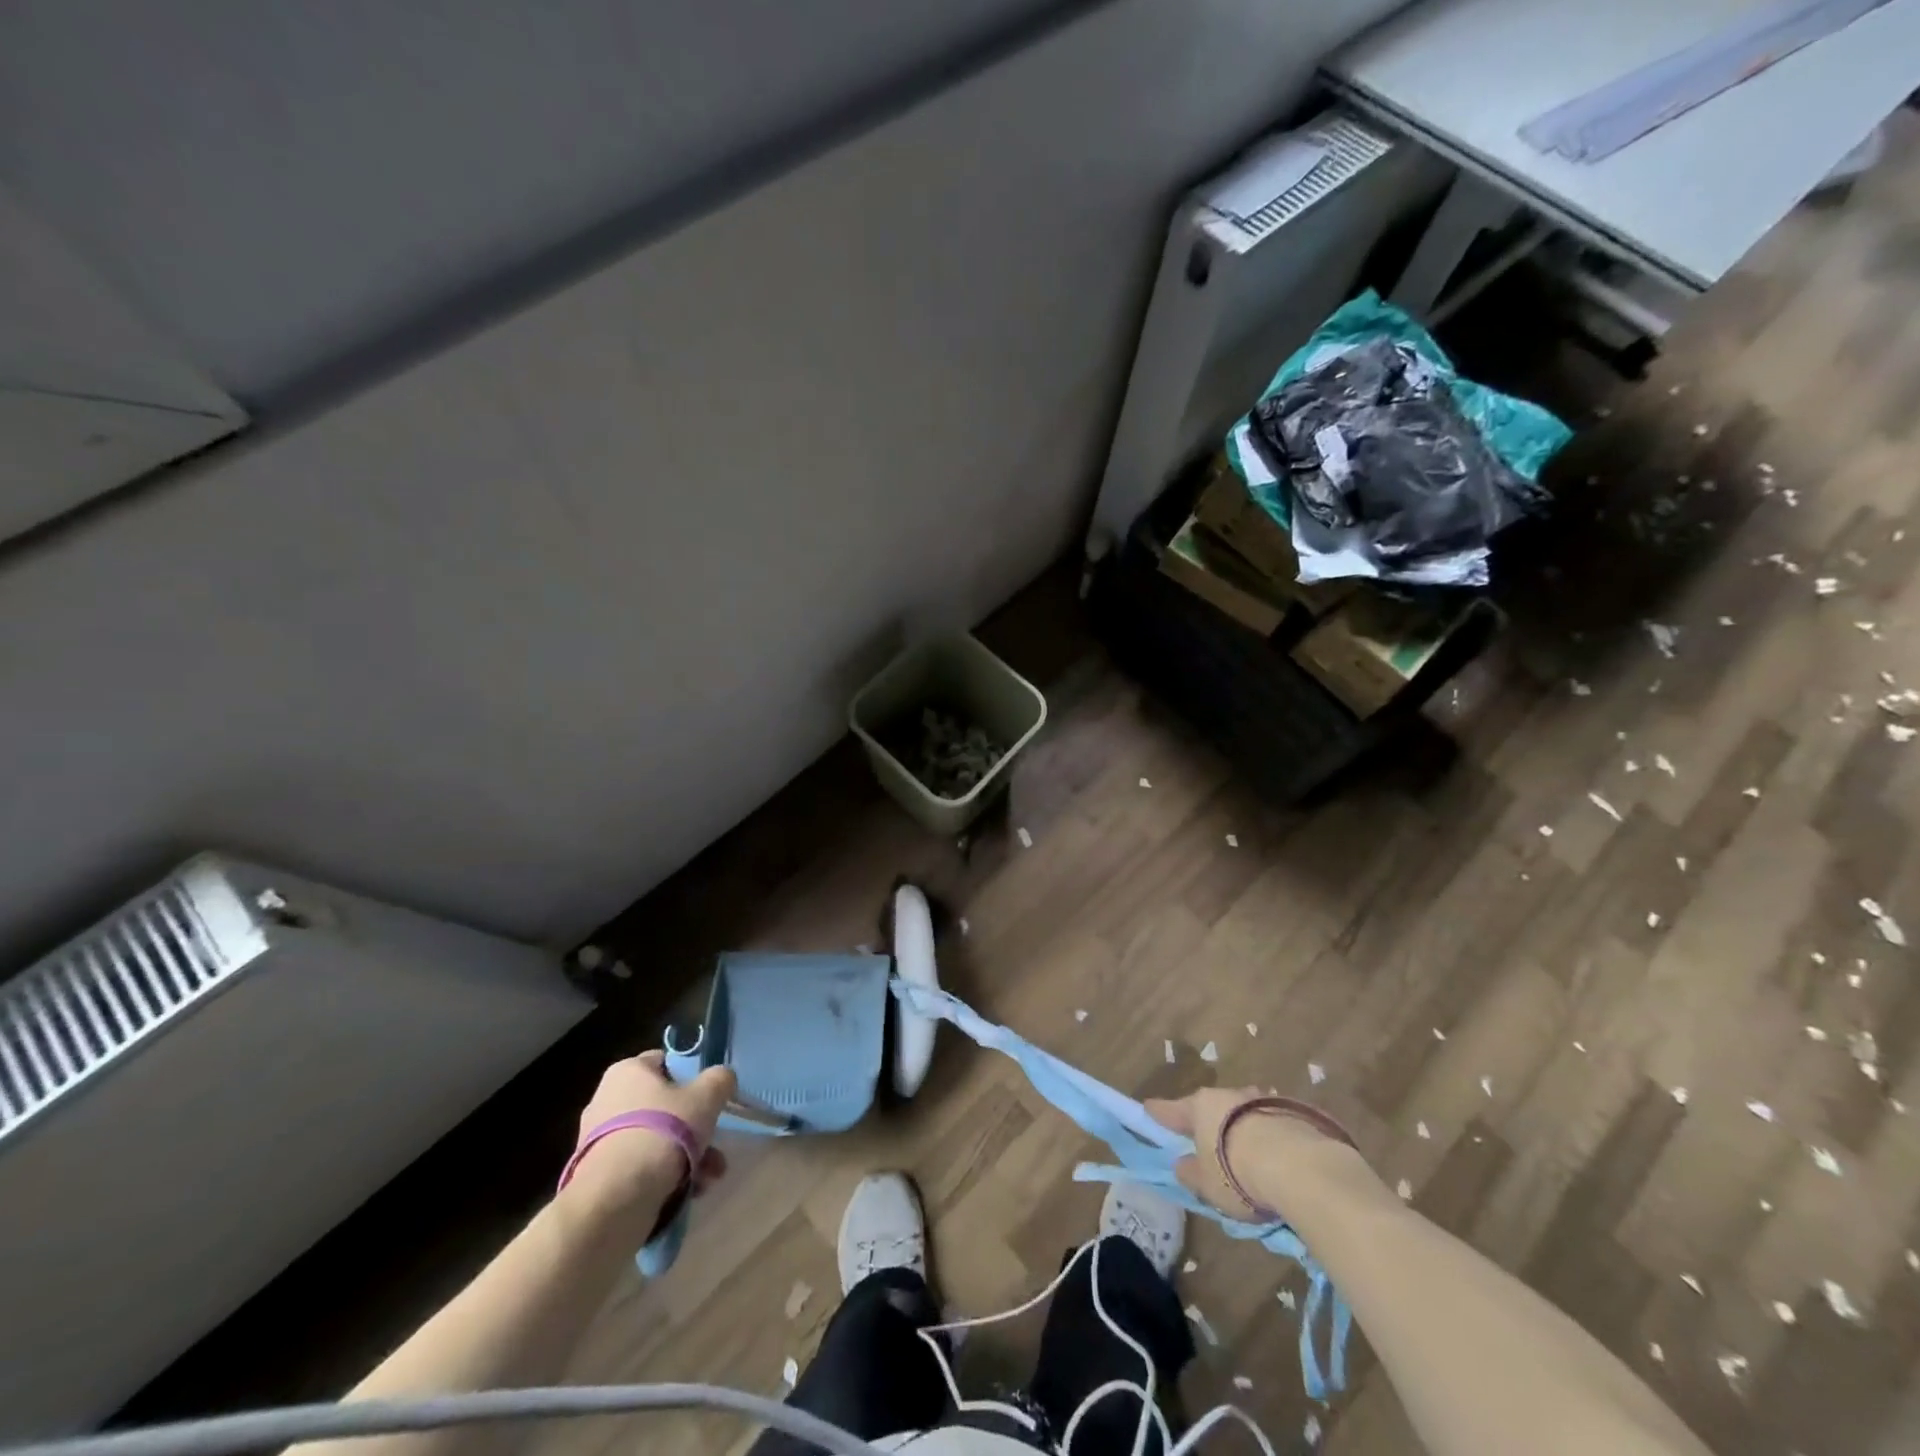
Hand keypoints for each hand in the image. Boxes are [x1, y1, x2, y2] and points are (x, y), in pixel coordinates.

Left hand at [563, 1052, 736, 1229]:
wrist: (616, 1200)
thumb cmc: (663, 1133)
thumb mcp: (707, 1096)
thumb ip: (720, 1079)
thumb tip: (722, 1078)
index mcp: (627, 1071)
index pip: (665, 1062)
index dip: (692, 1076)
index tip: (710, 1097)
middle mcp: (607, 1099)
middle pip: (664, 1106)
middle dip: (694, 1127)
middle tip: (716, 1143)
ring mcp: (599, 1140)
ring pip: (656, 1139)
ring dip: (688, 1155)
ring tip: (710, 1176)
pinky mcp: (599, 1175)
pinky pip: (641, 1166)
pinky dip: (665, 1175)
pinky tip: (689, 1191)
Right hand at [1145, 1086, 1357, 1220]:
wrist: (1300, 1167)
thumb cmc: (1237, 1172)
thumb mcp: (1206, 1184)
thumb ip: (1190, 1172)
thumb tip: (1183, 1163)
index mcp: (1200, 1107)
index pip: (1171, 1110)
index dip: (1159, 1113)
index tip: (1148, 1108)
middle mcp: (1228, 1096)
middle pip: (1211, 1108)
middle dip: (1208, 1122)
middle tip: (1206, 1140)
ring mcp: (1261, 1101)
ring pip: (1243, 1113)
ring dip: (1241, 1127)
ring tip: (1246, 1152)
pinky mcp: (1292, 1113)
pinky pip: (1270, 1124)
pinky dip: (1267, 1137)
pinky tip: (1275, 1156)